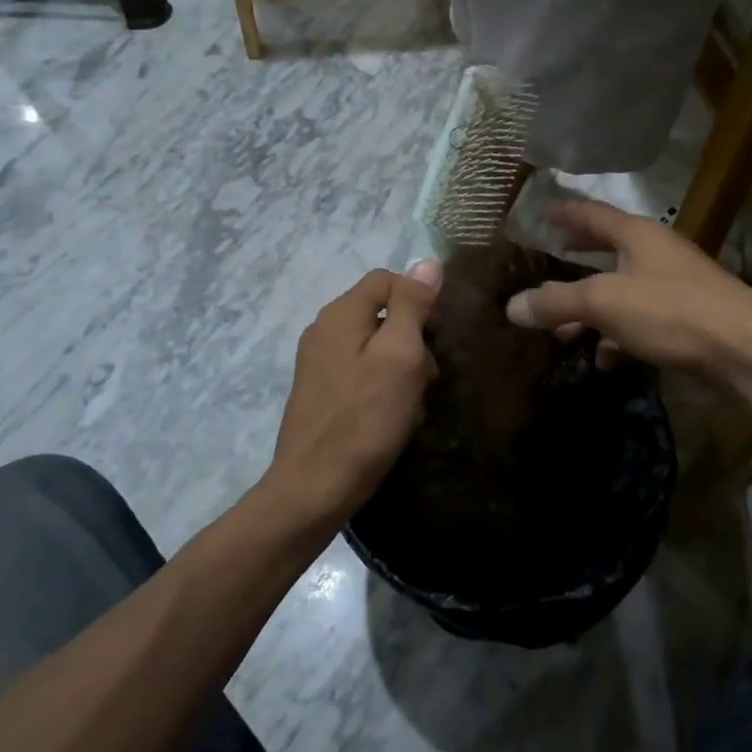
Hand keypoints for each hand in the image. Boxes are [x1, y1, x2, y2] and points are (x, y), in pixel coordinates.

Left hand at [267, 263, 440, 528]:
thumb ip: (412, 305)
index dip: (418, 299)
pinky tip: (394, 416)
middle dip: (412, 339)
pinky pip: (361, 372)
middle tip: (427, 377)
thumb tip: (427, 262)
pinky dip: (383, 386)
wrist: (314, 488)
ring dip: (401, 367)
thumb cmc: (365, 418)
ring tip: (412, 403)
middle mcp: (324, 329)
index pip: (387, 279)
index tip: (436, 336)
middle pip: (382, 313)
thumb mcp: (400, 356)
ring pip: (375, 345)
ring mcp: (318, 362)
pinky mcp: (320, 391)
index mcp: (341, 313)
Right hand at [504, 202, 751, 376]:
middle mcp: (659, 253)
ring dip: (593, 309)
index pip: (594, 214)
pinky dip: (619, 335)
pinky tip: (605, 359)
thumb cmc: (673, 313)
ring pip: (624, 291)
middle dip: (580, 257)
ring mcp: (677, 286)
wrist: (748, 353)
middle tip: (554, 255)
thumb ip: (557, 302)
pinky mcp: (689, 320)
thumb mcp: (605, 303)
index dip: (566, 213)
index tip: (543, 210)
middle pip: (610, 249)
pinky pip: (643, 321)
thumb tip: (511, 306)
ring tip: (563, 332)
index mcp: (639, 235)